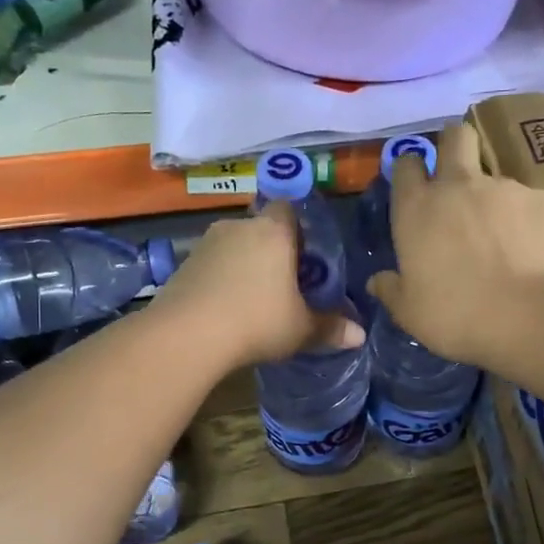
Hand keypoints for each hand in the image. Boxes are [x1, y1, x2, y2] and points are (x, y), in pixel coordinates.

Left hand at [150, 203, 363, 366]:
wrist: (187, 335)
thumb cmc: (256, 322)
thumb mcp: (301, 330)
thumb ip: (330, 328)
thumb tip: (359, 335)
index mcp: (274, 232)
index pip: (289, 208)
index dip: (299, 228)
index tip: (305, 255)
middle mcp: (239, 226)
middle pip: (261, 228)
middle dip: (272, 250)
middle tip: (284, 283)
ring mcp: (206, 243)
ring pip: (233, 246)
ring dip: (243, 264)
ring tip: (252, 299)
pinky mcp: (183, 263)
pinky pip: (211, 264)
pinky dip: (219, 279)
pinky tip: (224, 308)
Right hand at [366, 122, 543, 367]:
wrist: (528, 317)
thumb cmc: (455, 315)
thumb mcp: (409, 312)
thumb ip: (391, 290)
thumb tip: (377, 281)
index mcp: (417, 208)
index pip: (407, 164)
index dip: (411, 170)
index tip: (416, 186)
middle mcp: (459, 186)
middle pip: (455, 136)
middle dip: (454, 145)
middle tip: (457, 175)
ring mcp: (505, 188)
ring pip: (495, 177)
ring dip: (492, 200)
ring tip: (501, 240)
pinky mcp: (543, 201)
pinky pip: (528, 203)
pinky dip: (525, 222)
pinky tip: (530, 252)